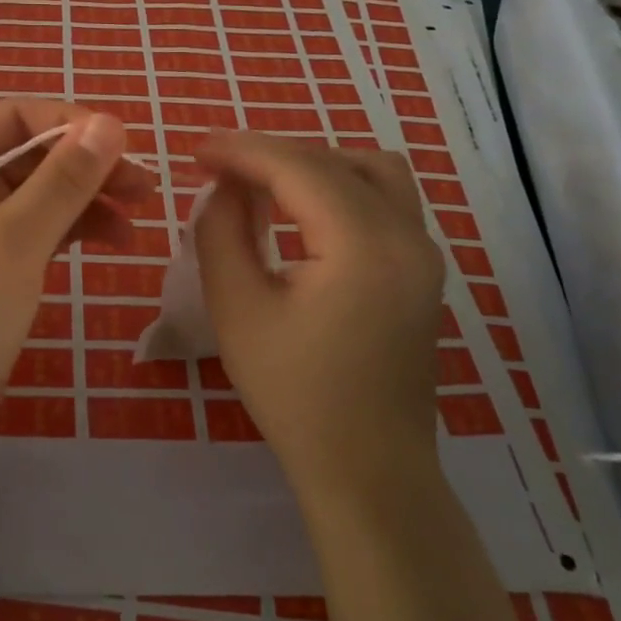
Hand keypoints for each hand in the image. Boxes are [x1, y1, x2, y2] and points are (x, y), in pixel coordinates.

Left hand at [0, 100, 154, 443]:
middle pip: (31, 156)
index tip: (123, 142)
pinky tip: (115, 240)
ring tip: (139, 215)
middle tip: (144, 185)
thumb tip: (109, 123)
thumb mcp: (13, 241)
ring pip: (41, 193)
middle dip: (86, 165)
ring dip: (89, 197)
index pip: (11, 119)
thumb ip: (62, 180)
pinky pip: (41, 228)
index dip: (68, 123)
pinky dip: (77, 228)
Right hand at [193, 134, 445, 498]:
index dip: (242, 150)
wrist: (368, 470)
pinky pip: (384, 199)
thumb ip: (222, 231)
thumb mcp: (237, 308)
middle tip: (220, 170)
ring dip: (314, 165)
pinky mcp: (423, 270)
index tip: (196, 150)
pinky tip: (302, 212)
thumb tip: (225, 187)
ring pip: (371, 170)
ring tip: (264, 185)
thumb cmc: (295, 395)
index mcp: (363, 245)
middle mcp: (407, 235)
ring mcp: (424, 252)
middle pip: (335, 160)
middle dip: (273, 155)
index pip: (298, 167)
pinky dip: (339, 187)